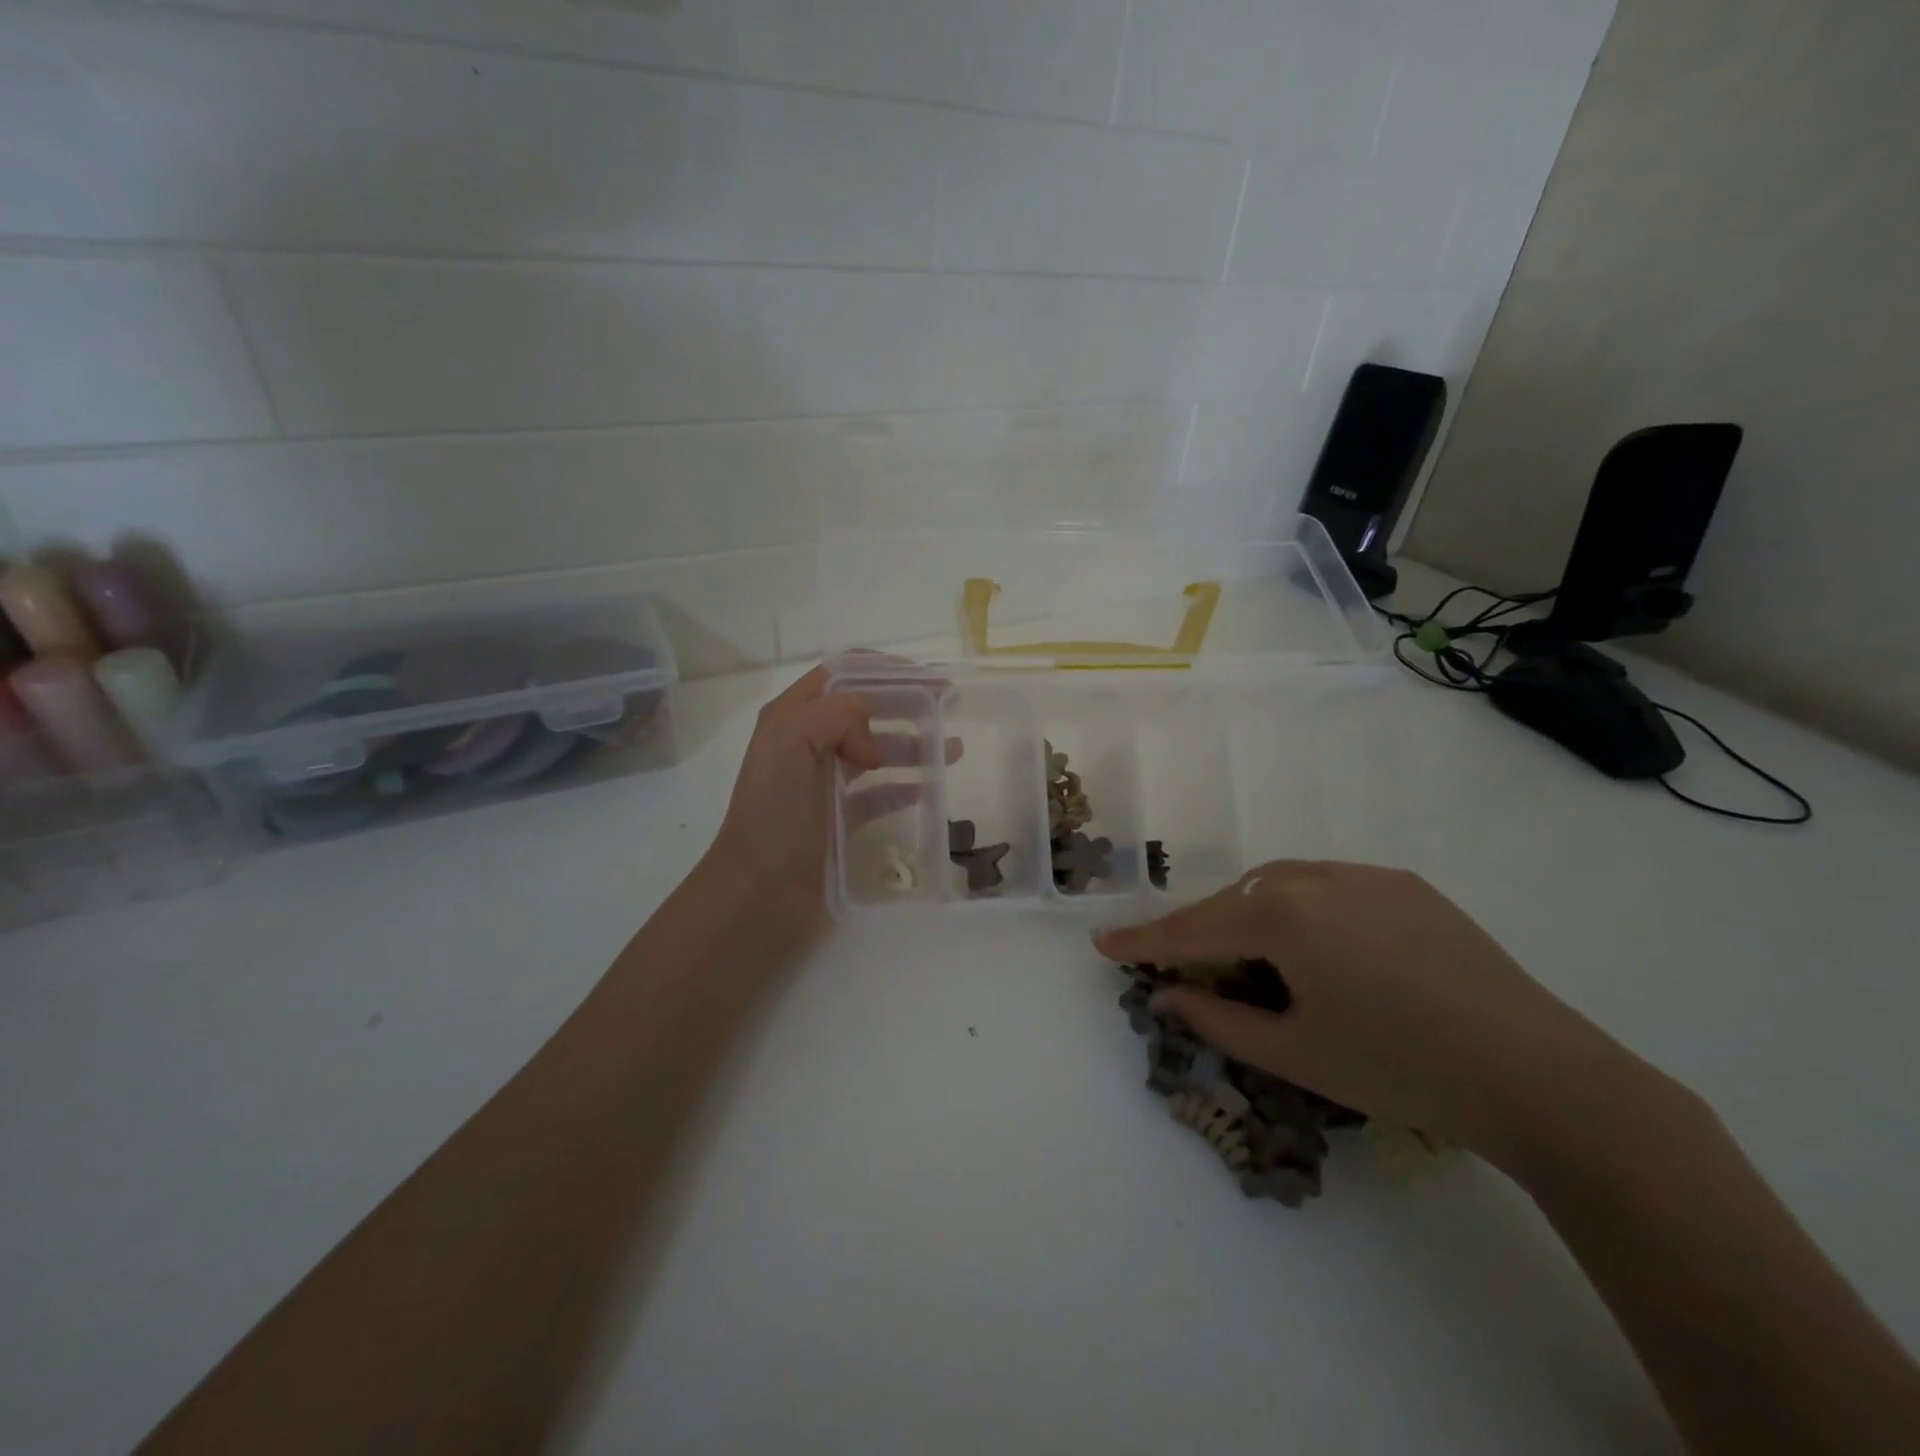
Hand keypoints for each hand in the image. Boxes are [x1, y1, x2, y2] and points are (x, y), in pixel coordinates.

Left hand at [703, 662, 939, 933]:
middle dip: (906, 703)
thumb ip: (836, 715)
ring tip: (953, 749)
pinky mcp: (840, 819)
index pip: (843, 674)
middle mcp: (808, 743)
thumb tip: (872, 742)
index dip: (885, 670)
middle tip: (949, 708)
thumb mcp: (792, 744)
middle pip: (864, 710)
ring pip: (876, 750)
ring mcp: (824, 783)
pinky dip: (904, 786)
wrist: (759, 894)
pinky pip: (879, 794)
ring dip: (913, 745)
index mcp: (792, 717)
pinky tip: (929, 786)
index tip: (928, 679)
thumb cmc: (774, 815)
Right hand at [1093, 861, 1637, 1164]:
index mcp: (1281, 913)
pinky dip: (1302, 912)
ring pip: (1279, 887)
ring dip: (1252, 919)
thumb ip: (1217, 1019)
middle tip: (1185, 970)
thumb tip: (1169, 994)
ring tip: (1256, 963)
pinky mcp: (1405, 885)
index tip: (1103, 945)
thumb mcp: (1294, 1053)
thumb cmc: (1398, 1066)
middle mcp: (1314, 875)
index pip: (1192, 930)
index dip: (1143, 942)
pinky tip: (1324, 952)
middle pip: (1234, 901)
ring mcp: (1364, 874)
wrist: (1540, 1074)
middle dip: (1202, 933)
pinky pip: (1329, 888)